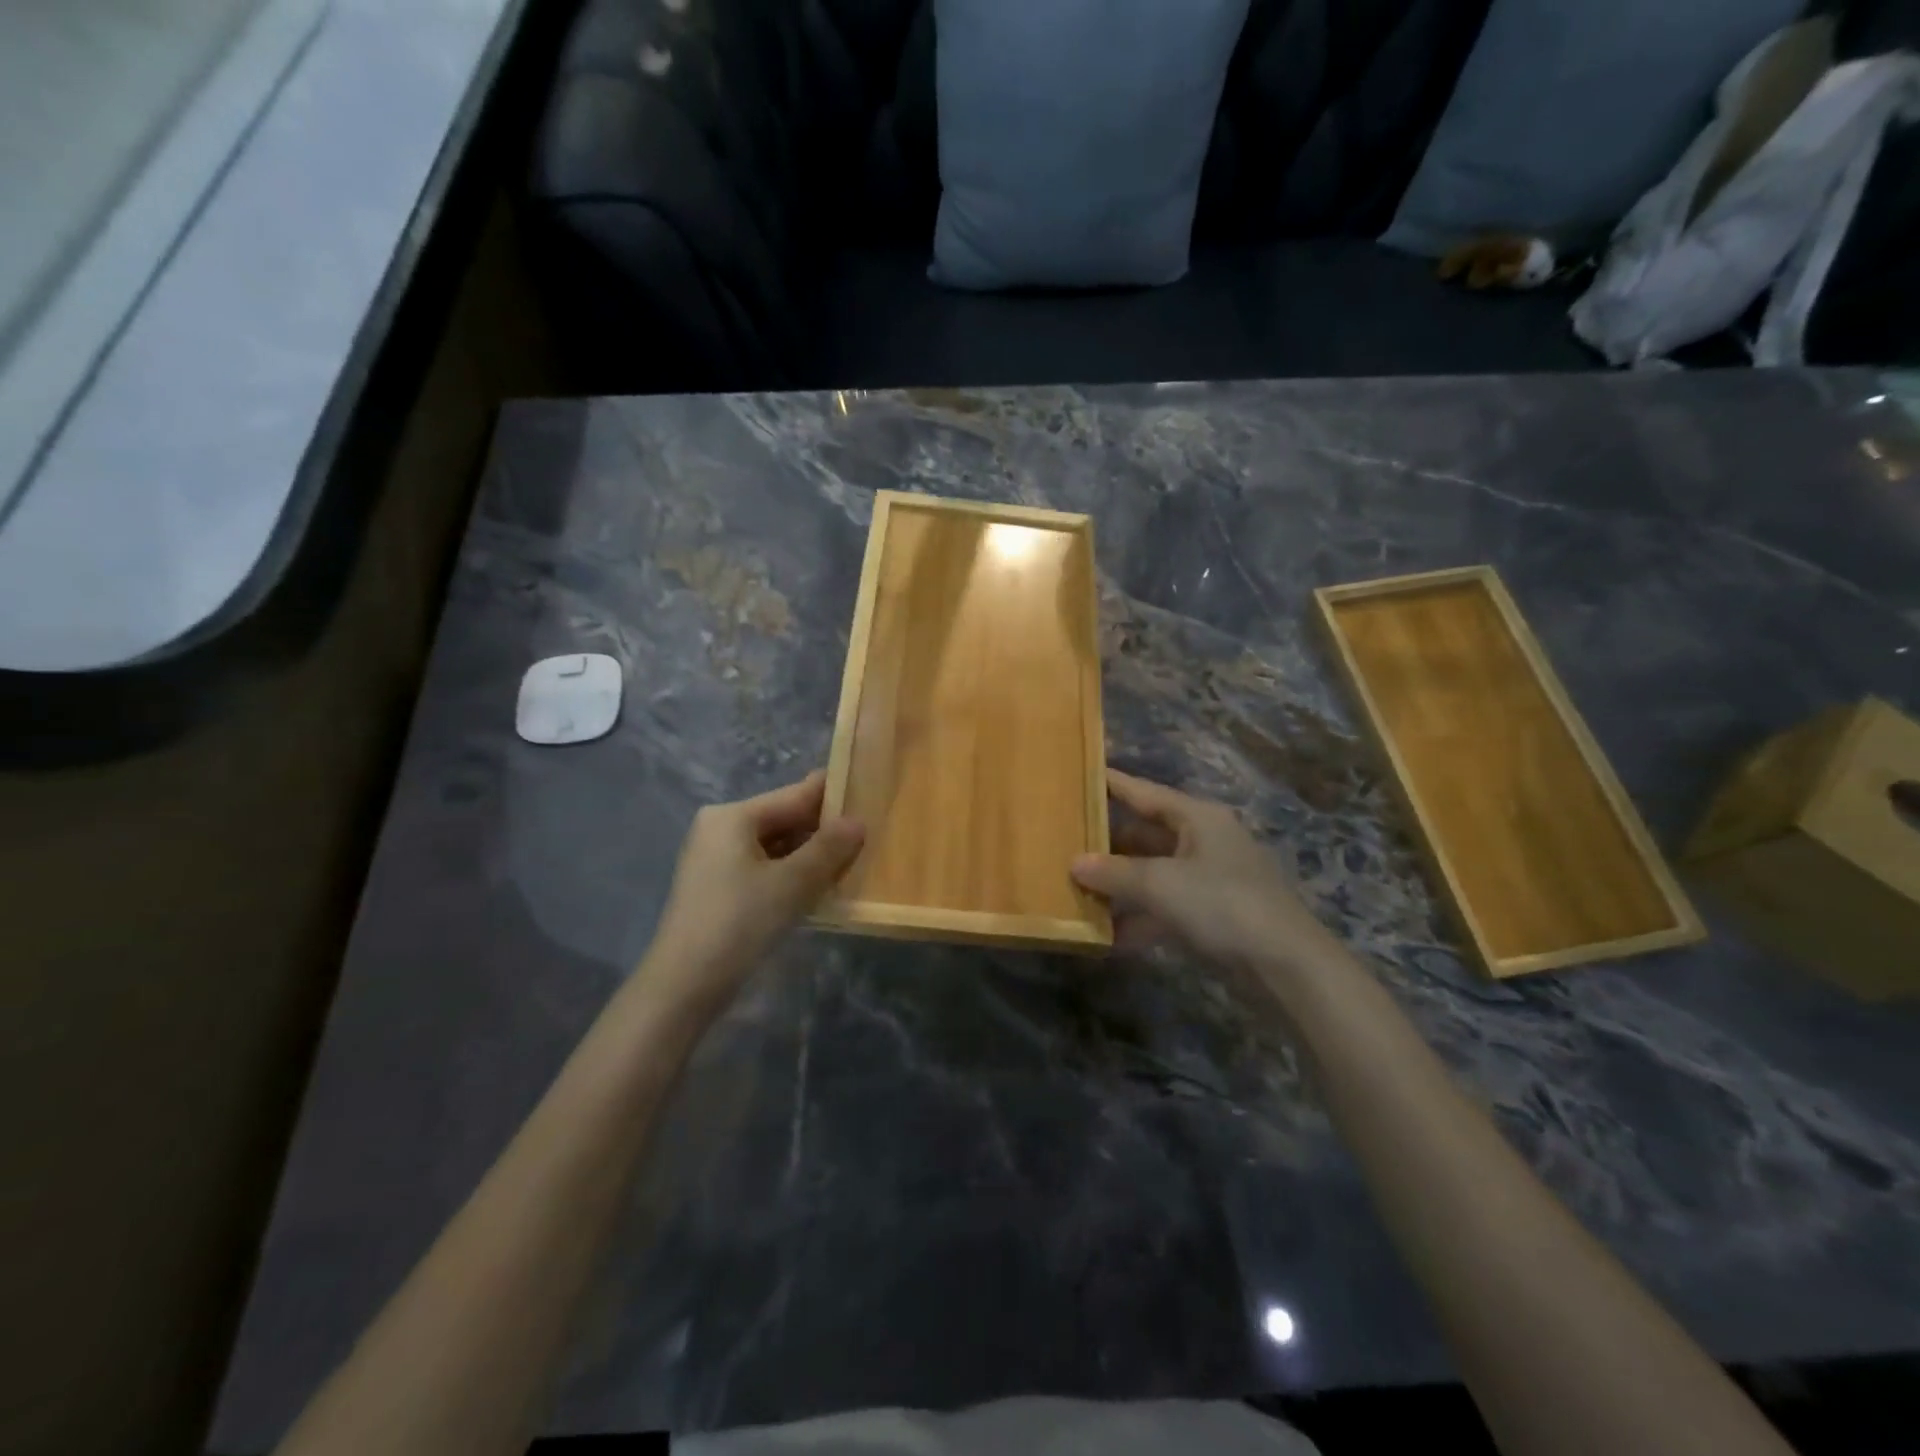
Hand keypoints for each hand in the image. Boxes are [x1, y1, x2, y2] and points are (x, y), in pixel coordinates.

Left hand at [640, 772, 863, 1020]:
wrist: (683, 986)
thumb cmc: (739, 923)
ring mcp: (717, 859)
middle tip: (870, 835)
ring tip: (853, 861)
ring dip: (811, 855)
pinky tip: (821, 886)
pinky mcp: (719, 887)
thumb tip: (858, 821)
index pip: (794, 795)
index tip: (870, 794)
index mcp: (733, 816)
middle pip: (785, 819)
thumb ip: (829, 848)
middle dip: (824, 830)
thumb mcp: (792, 883)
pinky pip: (765, 867)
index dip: (833, 795)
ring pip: (777, 846)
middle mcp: (721, 828)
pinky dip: (792, 873)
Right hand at [1072, 770, 1344, 982]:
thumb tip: (1075, 863)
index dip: (1111, 785)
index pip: (1145, 793)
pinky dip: (1141, 917)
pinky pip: (1166, 907)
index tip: (1079, 775)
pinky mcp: (1214, 914)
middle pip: (1146, 834)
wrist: (1286, 965)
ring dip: (1121, 885)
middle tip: (1065, 843)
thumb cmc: (1222, 905)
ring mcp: (1211, 878)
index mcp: (1198, 817)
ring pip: (1154, 873)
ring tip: (1077, 889)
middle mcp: (1204, 840)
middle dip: (1107, 844)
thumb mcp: (1161, 884)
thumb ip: (1114, 873)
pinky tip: (1109, 935)